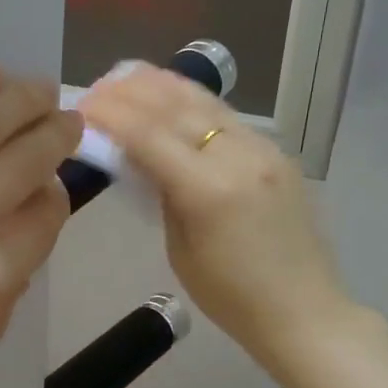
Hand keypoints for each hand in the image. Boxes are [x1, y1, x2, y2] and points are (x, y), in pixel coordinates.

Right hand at [79, 64, 353, 362]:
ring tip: (128, 76)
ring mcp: (264, 149)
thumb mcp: (180, 250)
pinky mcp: (276, 153)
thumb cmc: (231, 297)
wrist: (304, 310)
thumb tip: (140, 156)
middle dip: (131, 92)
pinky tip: (171, 97)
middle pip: (176, 106)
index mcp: (210, 190)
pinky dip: (192, 101)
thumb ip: (161, 193)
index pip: (149, 135)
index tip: (82, 106)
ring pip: (205, 101)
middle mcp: (240, 156)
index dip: (111, 115)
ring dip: (162, 85)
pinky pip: (226, 117)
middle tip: (98, 88)